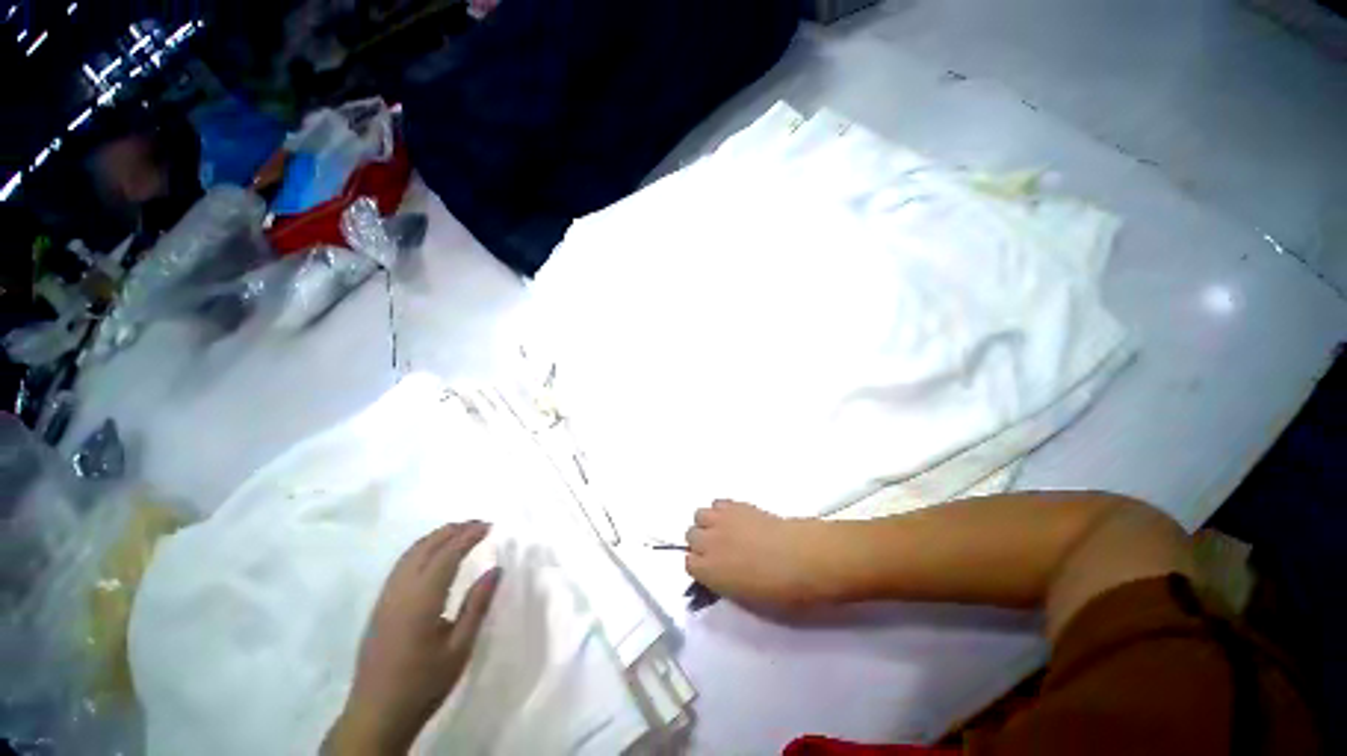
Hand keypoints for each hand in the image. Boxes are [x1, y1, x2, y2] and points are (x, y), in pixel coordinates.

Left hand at [325, 521, 501, 755]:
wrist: (377, 715)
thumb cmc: (424, 683)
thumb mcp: (460, 648)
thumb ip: (477, 605)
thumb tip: (495, 570)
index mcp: (421, 600)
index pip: (447, 555)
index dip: (469, 536)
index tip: (490, 525)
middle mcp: (400, 592)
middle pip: (426, 548)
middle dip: (453, 530)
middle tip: (478, 523)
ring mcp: (386, 598)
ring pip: (410, 554)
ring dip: (436, 537)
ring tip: (460, 531)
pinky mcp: (380, 607)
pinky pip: (401, 566)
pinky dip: (421, 550)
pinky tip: (433, 555)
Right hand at [684, 500, 839, 608]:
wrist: (803, 557)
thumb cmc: (779, 591)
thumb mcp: (746, 600)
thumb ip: (724, 586)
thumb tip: (720, 576)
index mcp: (708, 570)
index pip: (689, 564)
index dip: (701, 567)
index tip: (712, 571)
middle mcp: (708, 541)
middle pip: (690, 535)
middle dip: (701, 543)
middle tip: (719, 551)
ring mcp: (722, 519)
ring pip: (700, 514)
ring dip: (708, 523)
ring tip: (725, 532)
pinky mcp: (737, 504)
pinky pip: (718, 502)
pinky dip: (722, 510)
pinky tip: (737, 519)